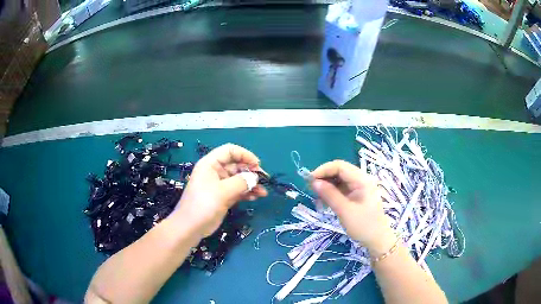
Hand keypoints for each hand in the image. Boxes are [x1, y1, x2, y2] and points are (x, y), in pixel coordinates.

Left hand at [171, 144, 267, 236]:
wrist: (190, 227)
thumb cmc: (203, 205)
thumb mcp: (222, 192)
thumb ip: (241, 182)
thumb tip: (255, 177)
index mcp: (210, 164)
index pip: (229, 151)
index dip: (244, 155)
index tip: (257, 165)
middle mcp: (215, 172)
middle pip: (236, 165)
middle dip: (251, 171)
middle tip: (264, 180)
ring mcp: (219, 186)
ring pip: (239, 179)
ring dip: (251, 184)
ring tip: (263, 192)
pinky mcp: (223, 197)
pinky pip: (238, 191)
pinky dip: (247, 193)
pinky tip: (256, 197)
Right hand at [310, 160, 394, 253]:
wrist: (377, 239)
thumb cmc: (363, 225)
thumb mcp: (344, 210)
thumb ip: (329, 194)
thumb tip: (314, 182)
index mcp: (362, 180)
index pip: (340, 166)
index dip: (323, 170)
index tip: (310, 180)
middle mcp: (361, 179)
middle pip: (339, 171)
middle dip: (324, 177)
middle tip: (311, 189)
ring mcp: (360, 187)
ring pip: (339, 179)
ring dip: (327, 186)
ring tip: (317, 198)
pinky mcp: (357, 195)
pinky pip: (342, 188)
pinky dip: (332, 193)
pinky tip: (324, 202)